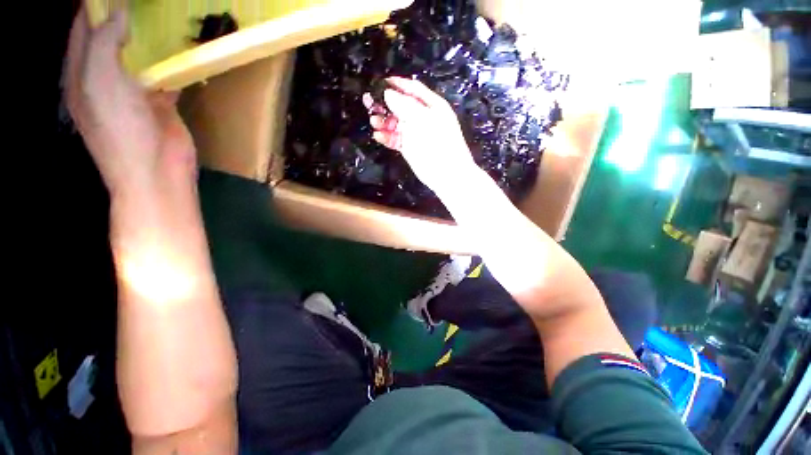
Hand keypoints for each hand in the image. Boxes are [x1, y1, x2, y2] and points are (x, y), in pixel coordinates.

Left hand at [64, 5, 195, 196]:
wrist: (157, 171)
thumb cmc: (120, 129)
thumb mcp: (100, 81)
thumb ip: (104, 42)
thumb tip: (119, 11)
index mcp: (83, 71)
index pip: (84, 26)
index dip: (94, 5)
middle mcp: (106, 75)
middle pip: (111, 36)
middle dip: (124, 14)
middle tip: (145, 1)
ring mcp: (135, 89)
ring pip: (140, 53)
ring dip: (150, 35)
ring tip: (163, 13)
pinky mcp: (162, 101)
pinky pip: (166, 74)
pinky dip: (173, 61)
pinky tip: (184, 46)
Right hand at [363, 77, 475, 192]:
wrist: (446, 173)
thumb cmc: (438, 144)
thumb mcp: (423, 120)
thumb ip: (405, 106)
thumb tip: (388, 93)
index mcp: (431, 106)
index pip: (412, 89)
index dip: (397, 85)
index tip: (379, 83)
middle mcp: (421, 117)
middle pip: (400, 105)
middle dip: (385, 103)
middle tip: (368, 103)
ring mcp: (414, 133)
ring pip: (395, 123)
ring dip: (383, 121)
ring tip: (374, 122)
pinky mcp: (408, 147)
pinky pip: (394, 139)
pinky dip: (386, 137)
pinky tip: (378, 136)